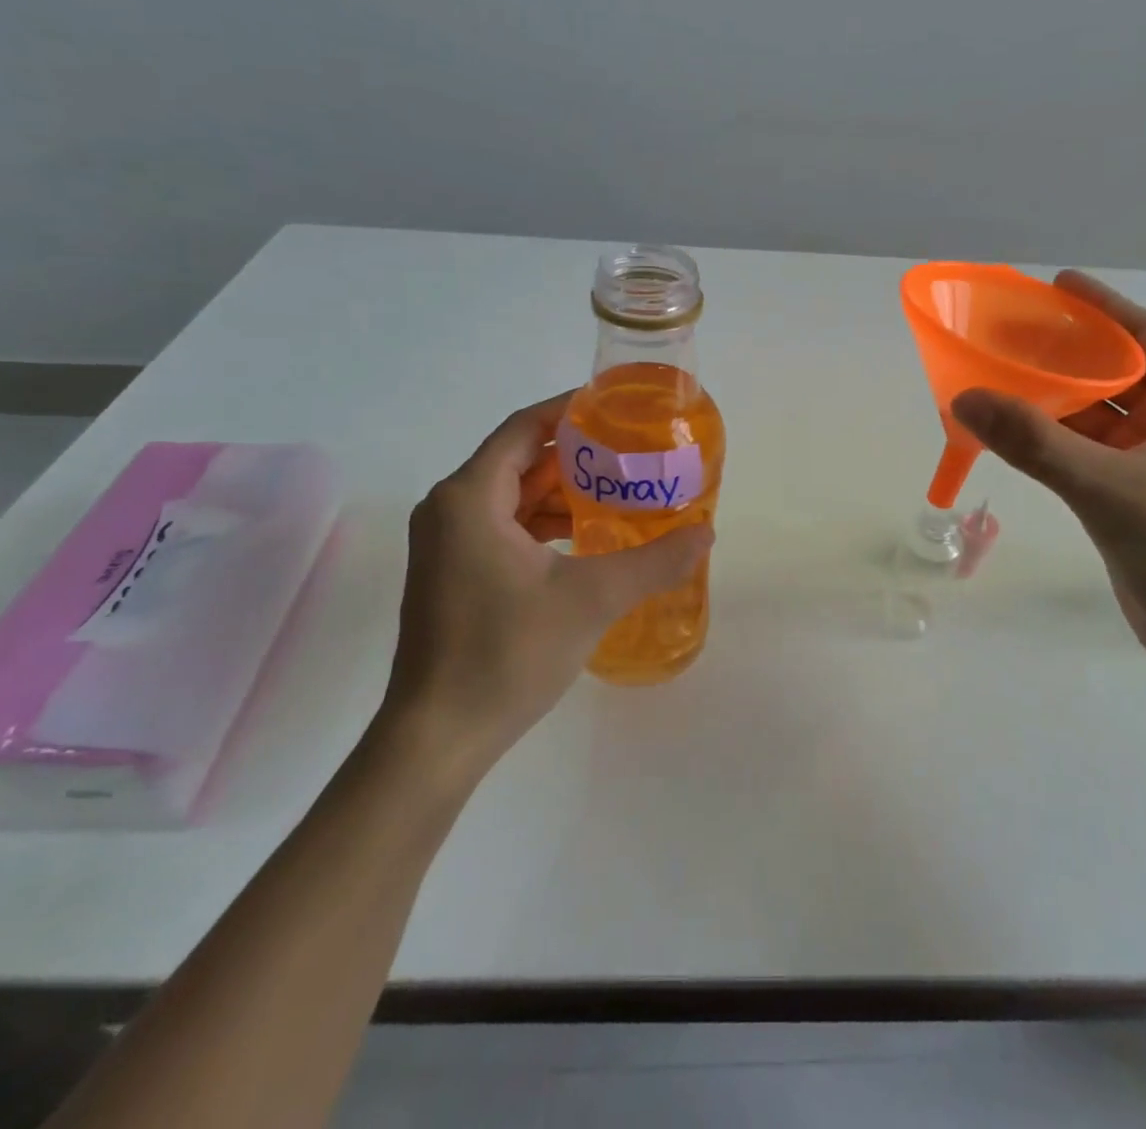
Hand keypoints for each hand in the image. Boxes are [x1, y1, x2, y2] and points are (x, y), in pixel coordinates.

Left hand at [382, 393, 712, 767]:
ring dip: (562, 493)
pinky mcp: (451, 573)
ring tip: (619, 494)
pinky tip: (585, 538)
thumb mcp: (592, 599)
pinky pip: (502, 526)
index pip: (525, 429)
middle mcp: (449, 509)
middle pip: (520, 460)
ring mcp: (445, 544)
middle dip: (576, 456)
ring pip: (511, 496)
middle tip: (632, 455)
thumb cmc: (507, 653)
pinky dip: (543, 524)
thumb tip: (707, 534)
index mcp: (469, 497)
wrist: (438, 736)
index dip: (570, 411)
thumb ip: (654, 561)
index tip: (617, 408)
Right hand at [950, 272, 1145, 677]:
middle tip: (1012, 334)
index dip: (1102, 306)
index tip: (1055, 285)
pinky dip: (1057, 440)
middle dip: (1068, 352)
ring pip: (1101, 416)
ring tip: (1003, 379)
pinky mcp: (1138, 498)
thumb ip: (1034, 443)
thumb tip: (965, 398)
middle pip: (1119, 372)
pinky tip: (1019, 436)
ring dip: (1057, 399)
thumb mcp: (1107, 488)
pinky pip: (1092, 452)